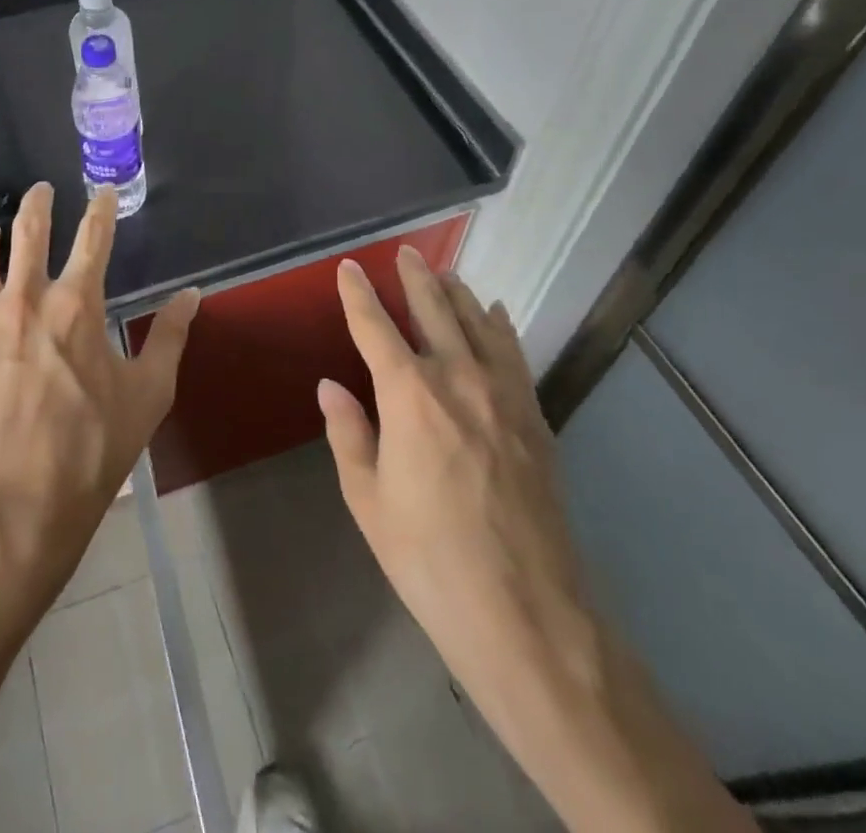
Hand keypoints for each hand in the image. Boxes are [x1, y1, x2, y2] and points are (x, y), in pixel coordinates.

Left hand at [0, 182, 199, 591]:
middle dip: (38, 203)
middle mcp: (26, 299)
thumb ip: (169, 336)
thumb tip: (192, 294)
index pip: (93, 238)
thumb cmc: (93, 446)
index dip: (100, 209)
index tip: (102, 192)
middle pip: (29, 232)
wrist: (20, 500)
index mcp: (77, 305)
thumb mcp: (148, 393)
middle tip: (41, 190)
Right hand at [319, 249, 599, 720]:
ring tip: (446, 274)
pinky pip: (514, 354)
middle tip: (405, 251)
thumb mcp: (368, 500)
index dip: (359, 294)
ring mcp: (504, 395)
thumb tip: (331, 386)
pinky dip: (500, 327)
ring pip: (479, 324)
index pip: (375, 327)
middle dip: (416, 278)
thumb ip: (348, 434)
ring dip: (458, 294)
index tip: (349, 267)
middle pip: (435, 311)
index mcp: (409, 395)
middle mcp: (458, 379)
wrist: (526, 613)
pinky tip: (496, 315)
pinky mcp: (535, 418)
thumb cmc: (430, 558)